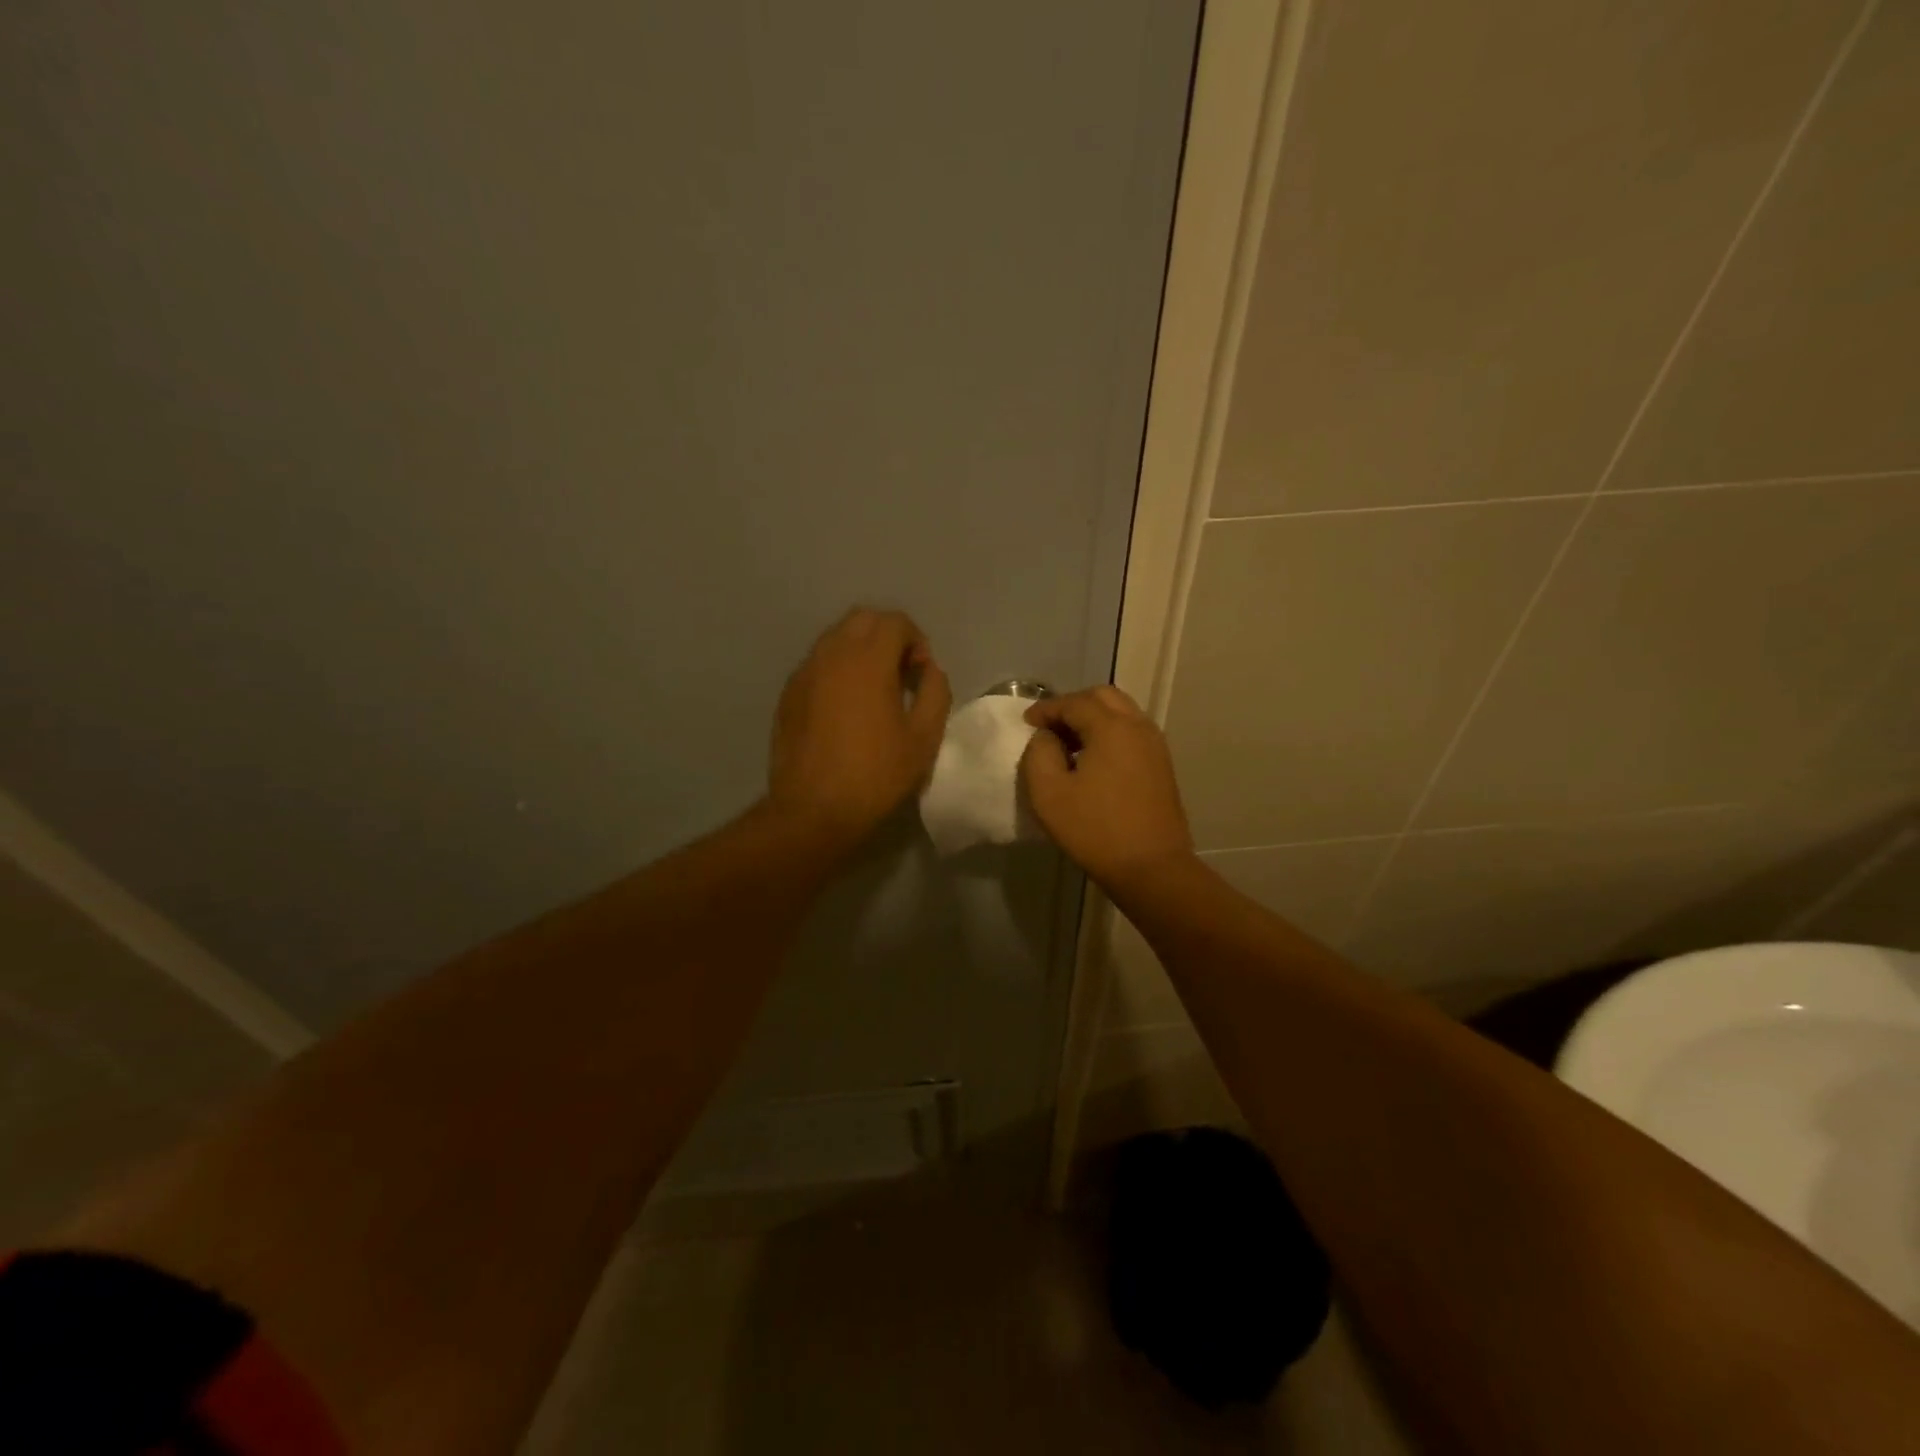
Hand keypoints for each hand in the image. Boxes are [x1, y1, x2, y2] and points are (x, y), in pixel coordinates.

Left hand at [767, 608, 952, 851]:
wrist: (812, 810)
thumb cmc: (875, 775)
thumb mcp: (924, 738)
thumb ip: (935, 692)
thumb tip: (929, 670)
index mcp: (867, 661)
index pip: (894, 622)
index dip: (916, 640)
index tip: (921, 675)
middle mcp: (831, 655)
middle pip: (862, 620)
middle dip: (887, 636)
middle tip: (901, 674)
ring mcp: (804, 673)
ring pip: (836, 638)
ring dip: (860, 650)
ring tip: (874, 690)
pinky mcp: (788, 694)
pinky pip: (817, 663)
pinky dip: (837, 669)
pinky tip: (845, 707)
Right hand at [1019, 686, 1195, 890]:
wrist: (1152, 868)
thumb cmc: (1096, 830)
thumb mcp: (1049, 793)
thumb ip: (1039, 754)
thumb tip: (1047, 737)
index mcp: (1111, 727)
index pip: (1074, 702)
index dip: (1046, 709)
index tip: (1026, 723)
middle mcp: (1138, 726)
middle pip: (1103, 697)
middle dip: (1072, 706)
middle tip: (1049, 728)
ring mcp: (1155, 746)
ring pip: (1121, 713)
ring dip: (1093, 719)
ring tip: (1069, 744)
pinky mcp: (1162, 766)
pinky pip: (1132, 733)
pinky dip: (1110, 733)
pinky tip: (1093, 761)